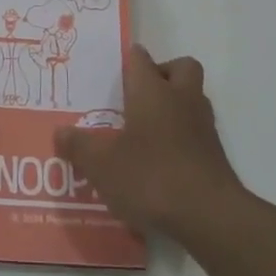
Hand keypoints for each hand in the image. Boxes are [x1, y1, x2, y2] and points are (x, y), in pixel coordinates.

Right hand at [54, 45, 245, 239]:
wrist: (209, 216)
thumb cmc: (151, 176)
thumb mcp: (102, 165)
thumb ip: (79, 147)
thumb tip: (60, 132)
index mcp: (152, 91)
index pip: (140, 59)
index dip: (129, 59)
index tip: (116, 69)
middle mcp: (181, 99)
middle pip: (181, 68)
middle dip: (164, 73)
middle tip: (140, 95)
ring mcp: (203, 127)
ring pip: (193, 99)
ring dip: (176, 106)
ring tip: (148, 130)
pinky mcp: (215, 155)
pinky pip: (198, 132)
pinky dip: (183, 138)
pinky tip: (163, 162)